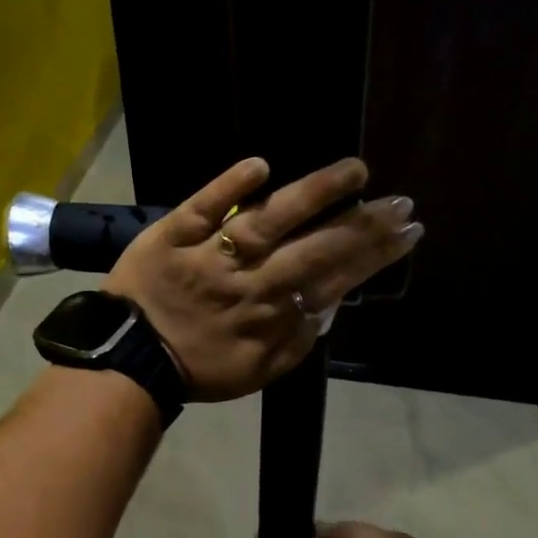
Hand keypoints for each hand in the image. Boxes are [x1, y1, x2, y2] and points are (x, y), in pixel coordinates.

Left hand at [103, 157, 421, 401]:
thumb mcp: (256, 372)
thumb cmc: (196, 369)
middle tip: (401, 201)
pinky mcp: (172, 235)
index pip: (332, 278)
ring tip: (354, 170)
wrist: (128, 360)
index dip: (373, 255)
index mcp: (270, 315)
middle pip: (313, 248)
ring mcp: (211, 255)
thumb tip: (329, 305)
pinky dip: (228, 186)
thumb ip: (295, 341)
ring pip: (267, 220)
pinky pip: (202, 207)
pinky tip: (261, 165)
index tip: (408, 231)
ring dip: (312, 193)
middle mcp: (249, 281)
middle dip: (362, 225)